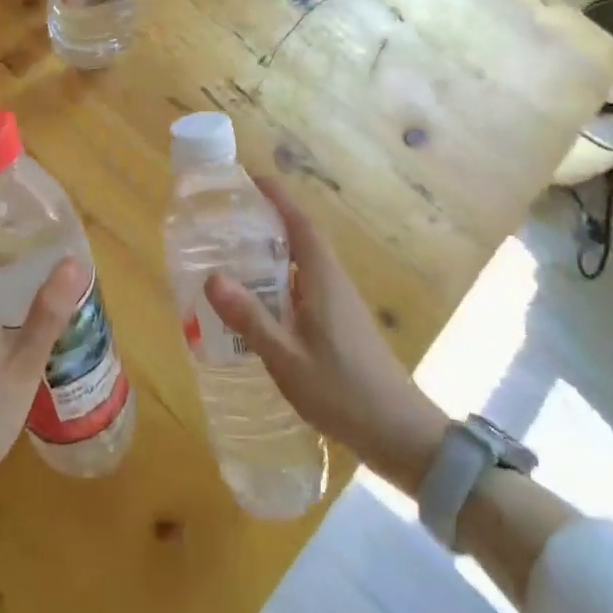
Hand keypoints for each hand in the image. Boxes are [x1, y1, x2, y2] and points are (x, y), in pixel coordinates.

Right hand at [203, 177, 448, 478]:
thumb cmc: (343, 391)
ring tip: (232, 253)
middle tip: (226, 217)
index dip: (277, 197)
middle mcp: (333, 281)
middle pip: (300, 237)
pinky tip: (258, 300)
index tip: (250, 178)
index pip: (299, 223)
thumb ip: (250, 318)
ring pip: (302, 262)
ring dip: (273, 250)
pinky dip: (280, 279)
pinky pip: (305, 285)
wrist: (401, 434)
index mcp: (323, 278)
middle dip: (267, 220)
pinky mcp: (341, 323)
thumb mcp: (287, 358)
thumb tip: (212, 277)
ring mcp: (340, 303)